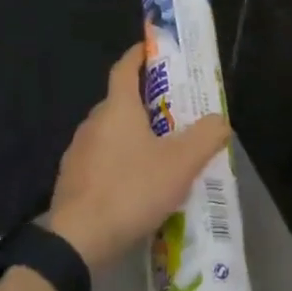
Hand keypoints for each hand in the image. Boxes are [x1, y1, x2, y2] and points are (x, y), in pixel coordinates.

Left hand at [47, 42, 231, 269]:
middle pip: (120, 101)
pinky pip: (101, 160)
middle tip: (174, 113)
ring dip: (132, 136)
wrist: (76, 240)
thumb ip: (205, 137)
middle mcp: (93, 122)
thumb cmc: (130, 190)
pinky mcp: (71, 180)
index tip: (154, 50)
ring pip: (110, 132)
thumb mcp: (180, 164)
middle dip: (145, 102)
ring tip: (159, 153)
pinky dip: (119, 162)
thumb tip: (220, 120)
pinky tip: (135, 186)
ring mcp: (78, 151)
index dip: (140, 55)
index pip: (125, 67)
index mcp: (117, 107)